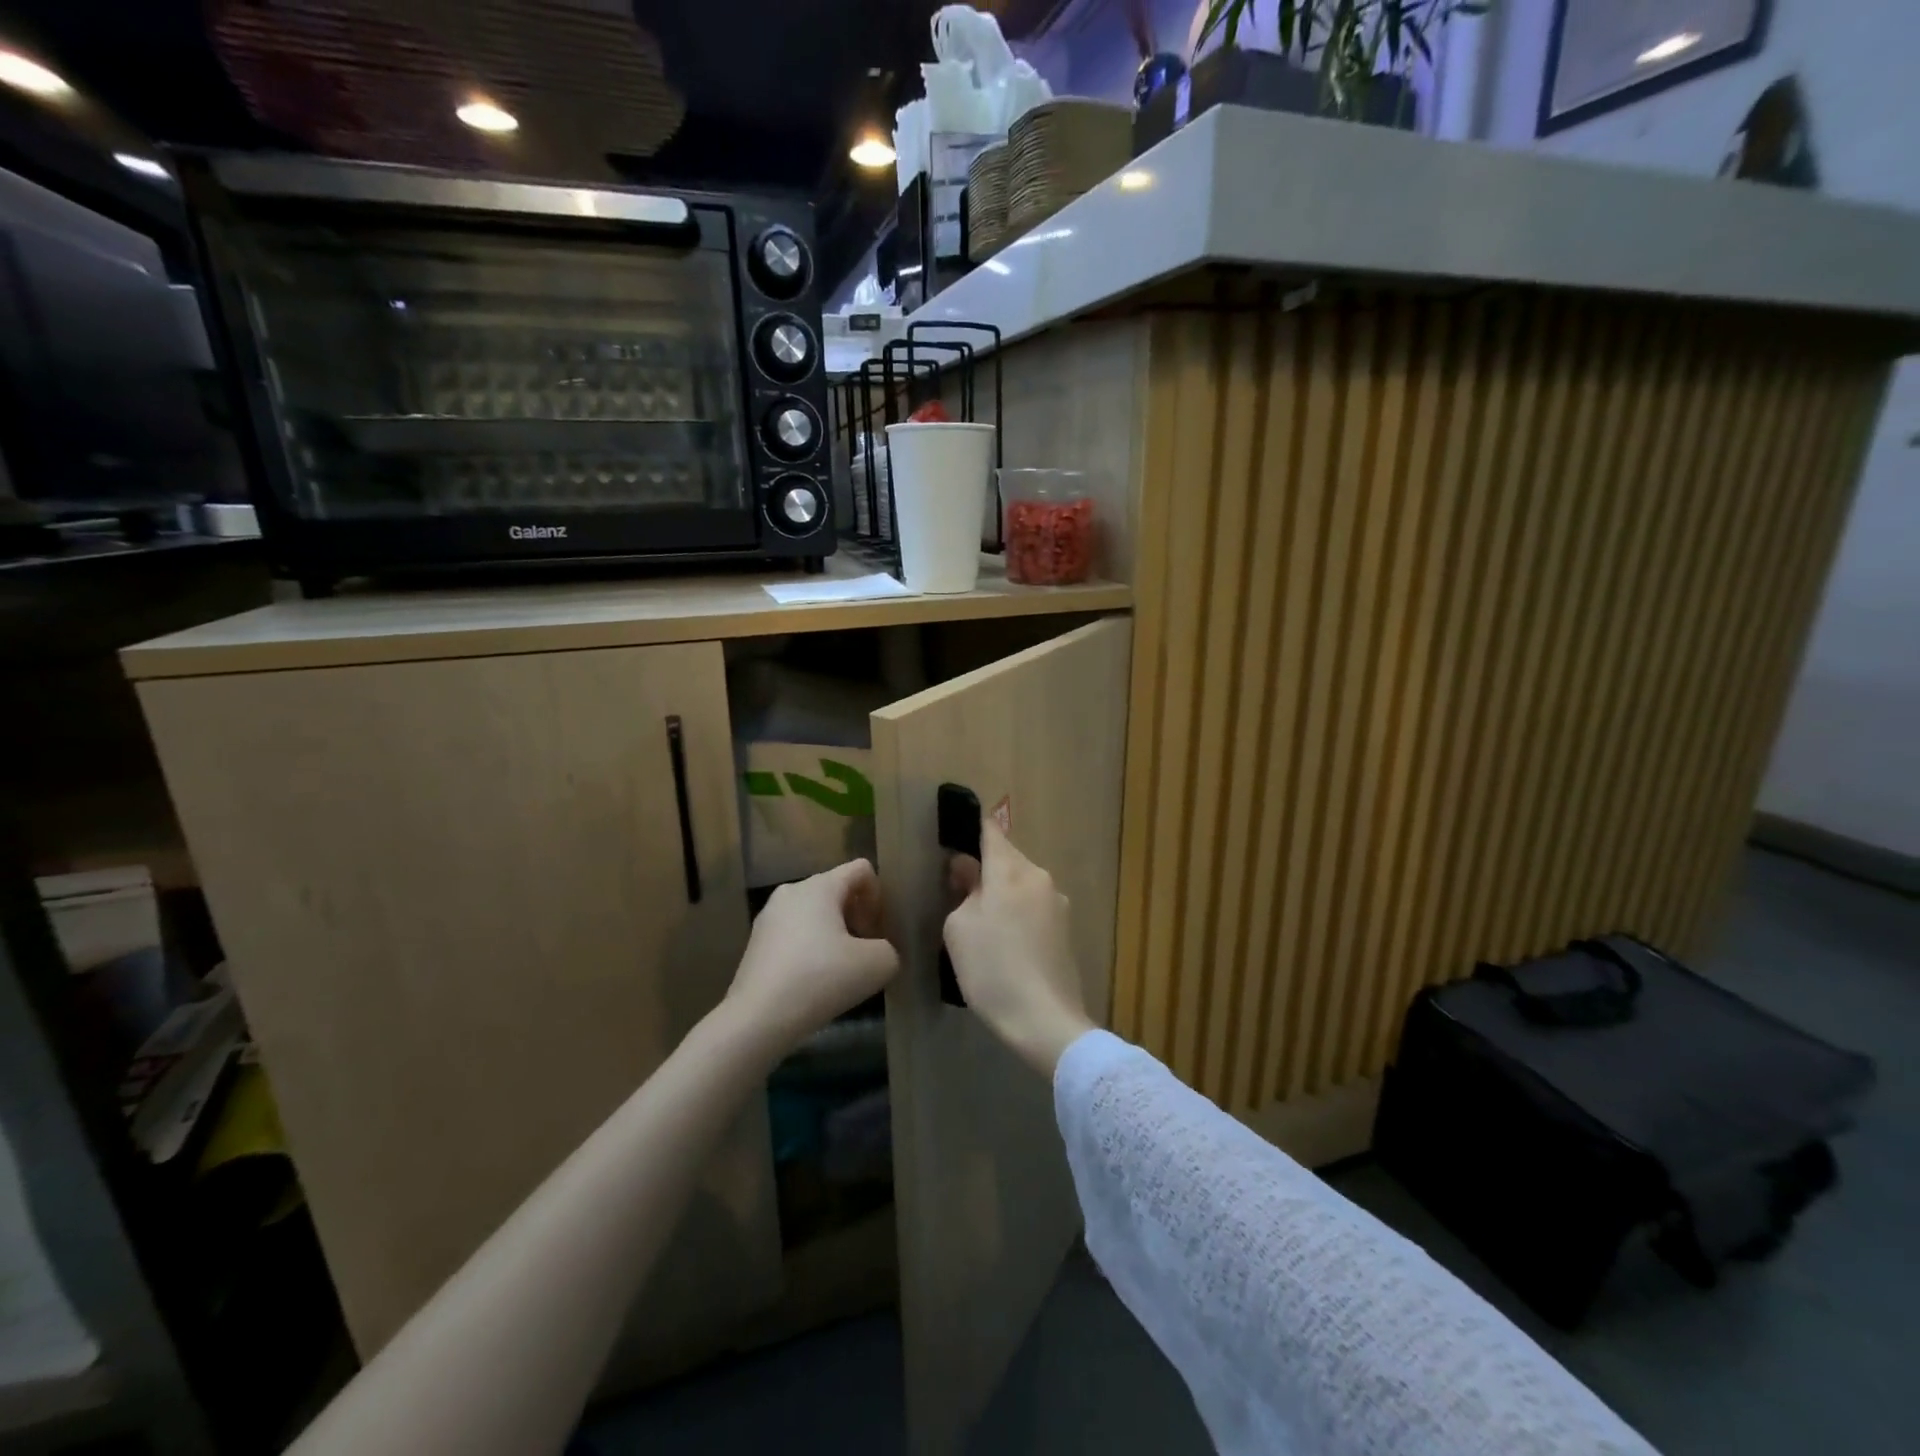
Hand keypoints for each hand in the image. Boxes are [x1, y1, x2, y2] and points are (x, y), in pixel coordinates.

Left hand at [726, 859, 899, 1053]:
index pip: (861, 870)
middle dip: (855, 917)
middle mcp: (791, 891)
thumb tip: (878, 952)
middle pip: (836, 891)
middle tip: (861, 953)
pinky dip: (809, 951)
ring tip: (837, 971)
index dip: (878, 897)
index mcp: (820, 885)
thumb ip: (889, 949)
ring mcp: (768, 917)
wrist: (758, 1018)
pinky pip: (793, 935)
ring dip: (832, 935)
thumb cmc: (821, 979)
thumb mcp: (878, 964)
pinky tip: (811, 982)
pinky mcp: (755, 943)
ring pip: (813, 914)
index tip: (875, 931)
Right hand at [944, 822, 1095, 1076]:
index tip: (956, 831)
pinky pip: (1034, 907)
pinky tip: (1005, 942)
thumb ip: (963, 892)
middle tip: (958, 889)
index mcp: (1012, 871)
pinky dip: (1017, 914)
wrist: (1045, 1021)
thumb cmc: (992, 969)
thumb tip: (968, 870)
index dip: (973, 827)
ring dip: (1002, 892)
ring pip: (1022, 884)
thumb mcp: (959, 929)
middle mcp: (1040, 877)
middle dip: (985, 867)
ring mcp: (1058, 903)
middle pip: (1007, 859)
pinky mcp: (1066, 929)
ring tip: (981, 922)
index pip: (991, 832)